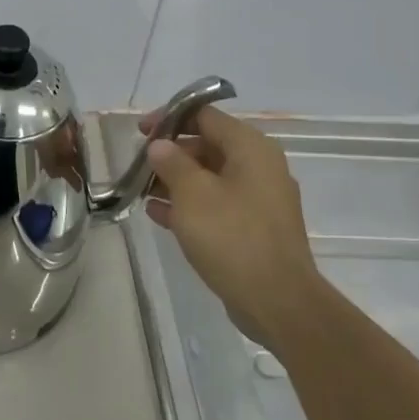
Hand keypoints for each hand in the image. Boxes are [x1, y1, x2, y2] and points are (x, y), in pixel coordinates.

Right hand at [140, 105, 321, 355]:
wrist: (279, 303)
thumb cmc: (233, 237)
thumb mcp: (192, 194)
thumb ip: (171, 162)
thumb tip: (160, 145)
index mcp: (250, 147)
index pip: (205, 115)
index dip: (169, 118)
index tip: (140, 131)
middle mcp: (259, 166)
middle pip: (207, 145)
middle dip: (170, 153)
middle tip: (139, 165)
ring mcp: (259, 199)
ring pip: (210, 177)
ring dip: (176, 181)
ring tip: (142, 190)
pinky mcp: (255, 228)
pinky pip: (217, 204)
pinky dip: (190, 204)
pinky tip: (158, 214)